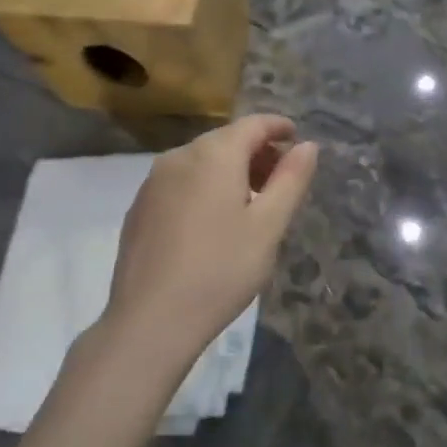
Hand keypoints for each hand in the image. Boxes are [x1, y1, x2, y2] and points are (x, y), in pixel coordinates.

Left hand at [102, 115, 317, 374]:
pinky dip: (204, 187)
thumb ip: (291, 179)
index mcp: (214, 155)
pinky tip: (213, 222)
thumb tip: (307, 146)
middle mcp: (179, 157)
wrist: (150, 321)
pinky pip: (180, 182)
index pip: (252, 124)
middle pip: (225, 140)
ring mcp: (153, 182)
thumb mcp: (269, 226)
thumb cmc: (221, 270)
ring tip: (251, 203)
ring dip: (230, 170)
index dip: (278, 127)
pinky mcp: (139, 208)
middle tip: (281, 180)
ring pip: (201, 161)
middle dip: (256, 152)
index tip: (297, 139)